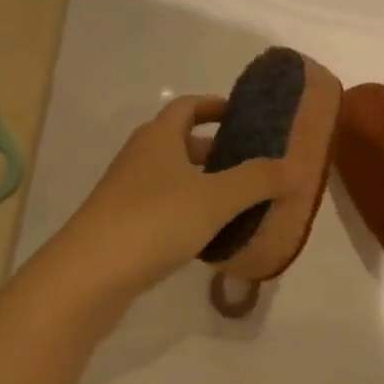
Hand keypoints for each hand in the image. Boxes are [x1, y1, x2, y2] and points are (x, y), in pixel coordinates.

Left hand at [48, 95, 291, 300]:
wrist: (86, 277)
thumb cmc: (153, 221)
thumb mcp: (215, 198)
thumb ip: (257, 180)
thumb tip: (296, 165)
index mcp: (158, 137)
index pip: (188, 107)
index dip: (215, 105)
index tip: (244, 115)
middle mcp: (140, 157)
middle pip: (181, 142)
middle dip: (216, 149)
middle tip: (252, 163)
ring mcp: (126, 193)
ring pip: (173, 178)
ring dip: (203, 184)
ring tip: (240, 201)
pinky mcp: (122, 227)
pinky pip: (163, 209)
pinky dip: (188, 213)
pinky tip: (210, 237)